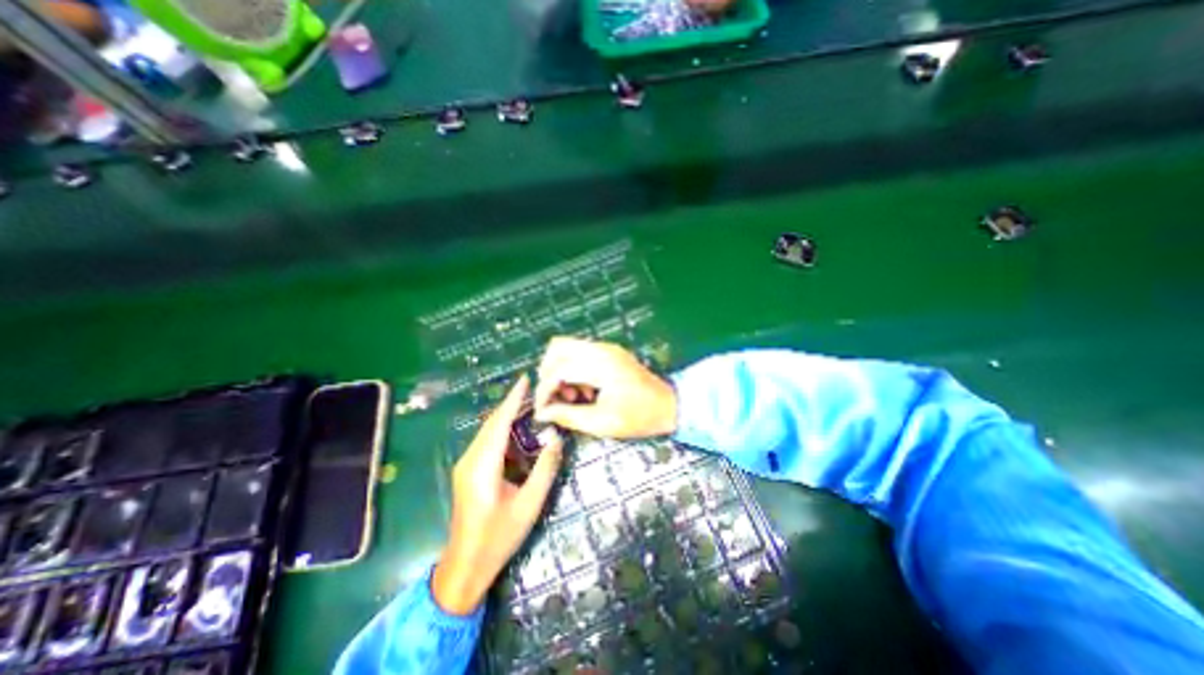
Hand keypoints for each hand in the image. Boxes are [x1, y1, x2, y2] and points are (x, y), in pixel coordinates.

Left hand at [434, 375, 563, 615]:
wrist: (465, 567)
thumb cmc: (498, 538)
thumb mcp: (528, 505)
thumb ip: (544, 470)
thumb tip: (557, 440)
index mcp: (482, 466)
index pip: (500, 423)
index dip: (513, 399)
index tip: (525, 380)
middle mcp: (470, 460)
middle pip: (492, 423)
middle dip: (511, 404)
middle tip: (534, 390)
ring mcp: (466, 465)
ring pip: (488, 431)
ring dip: (507, 416)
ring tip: (529, 405)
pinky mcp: (468, 471)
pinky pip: (487, 442)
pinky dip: (503, 430)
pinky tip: (518, 431)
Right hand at [533, 335, 674, 440]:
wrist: (671, 406)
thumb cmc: (640, 417)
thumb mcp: (602, 423)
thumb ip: (569, 416)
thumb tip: (543, 414)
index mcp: (601, 365)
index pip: (559, 368)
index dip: (544, 390)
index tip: (542, 409)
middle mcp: (602, 349)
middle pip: (558, 347)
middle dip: (549, 372)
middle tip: (555, 397)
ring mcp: (607, 348)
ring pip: (568, 347)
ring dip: (561, 369)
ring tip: (572, 396)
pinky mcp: (610, 352)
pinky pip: (581, 353)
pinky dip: (573, 368)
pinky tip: (584, 390)